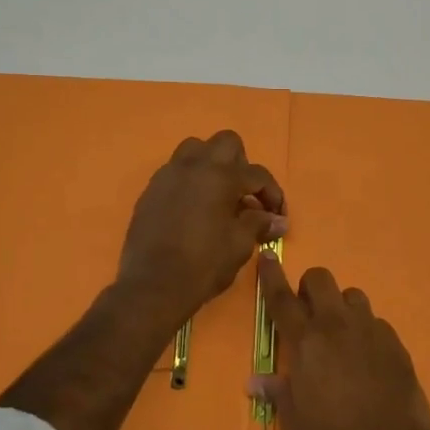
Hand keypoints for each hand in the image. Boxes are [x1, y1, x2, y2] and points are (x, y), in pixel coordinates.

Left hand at [116, 130, 286, 331]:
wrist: (152, 286)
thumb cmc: (203, 265)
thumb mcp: (239, 245)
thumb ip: (258, 224)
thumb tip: (278, 221)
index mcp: (221, 176)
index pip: (257, 174)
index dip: (273, 194)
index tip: (277, 216)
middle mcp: (194, 166)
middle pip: (226, 143)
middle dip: (242, 165)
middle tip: (245, 195)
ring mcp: (168, 175)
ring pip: (195, 149)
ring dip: (212, 165)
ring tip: (218, 195)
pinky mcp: (151, 190)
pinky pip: (175, 171)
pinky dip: (190, 180)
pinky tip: (194, 208)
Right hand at [251, 252, 429, 429]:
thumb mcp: (295, 424)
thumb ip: (278, 394)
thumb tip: (255, 382)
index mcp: (306, 341)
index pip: (282, 298)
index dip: (271, 275)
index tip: (268, 257)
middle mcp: (336, 325)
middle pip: (320, 279)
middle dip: (310, 287)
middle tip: (308, 313)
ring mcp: (369, 330)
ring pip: (352, 295)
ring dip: (341, 307)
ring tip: (340, 335)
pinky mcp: (395, 342)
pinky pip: (376, 322)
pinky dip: (366, 332)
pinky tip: (367, 358)